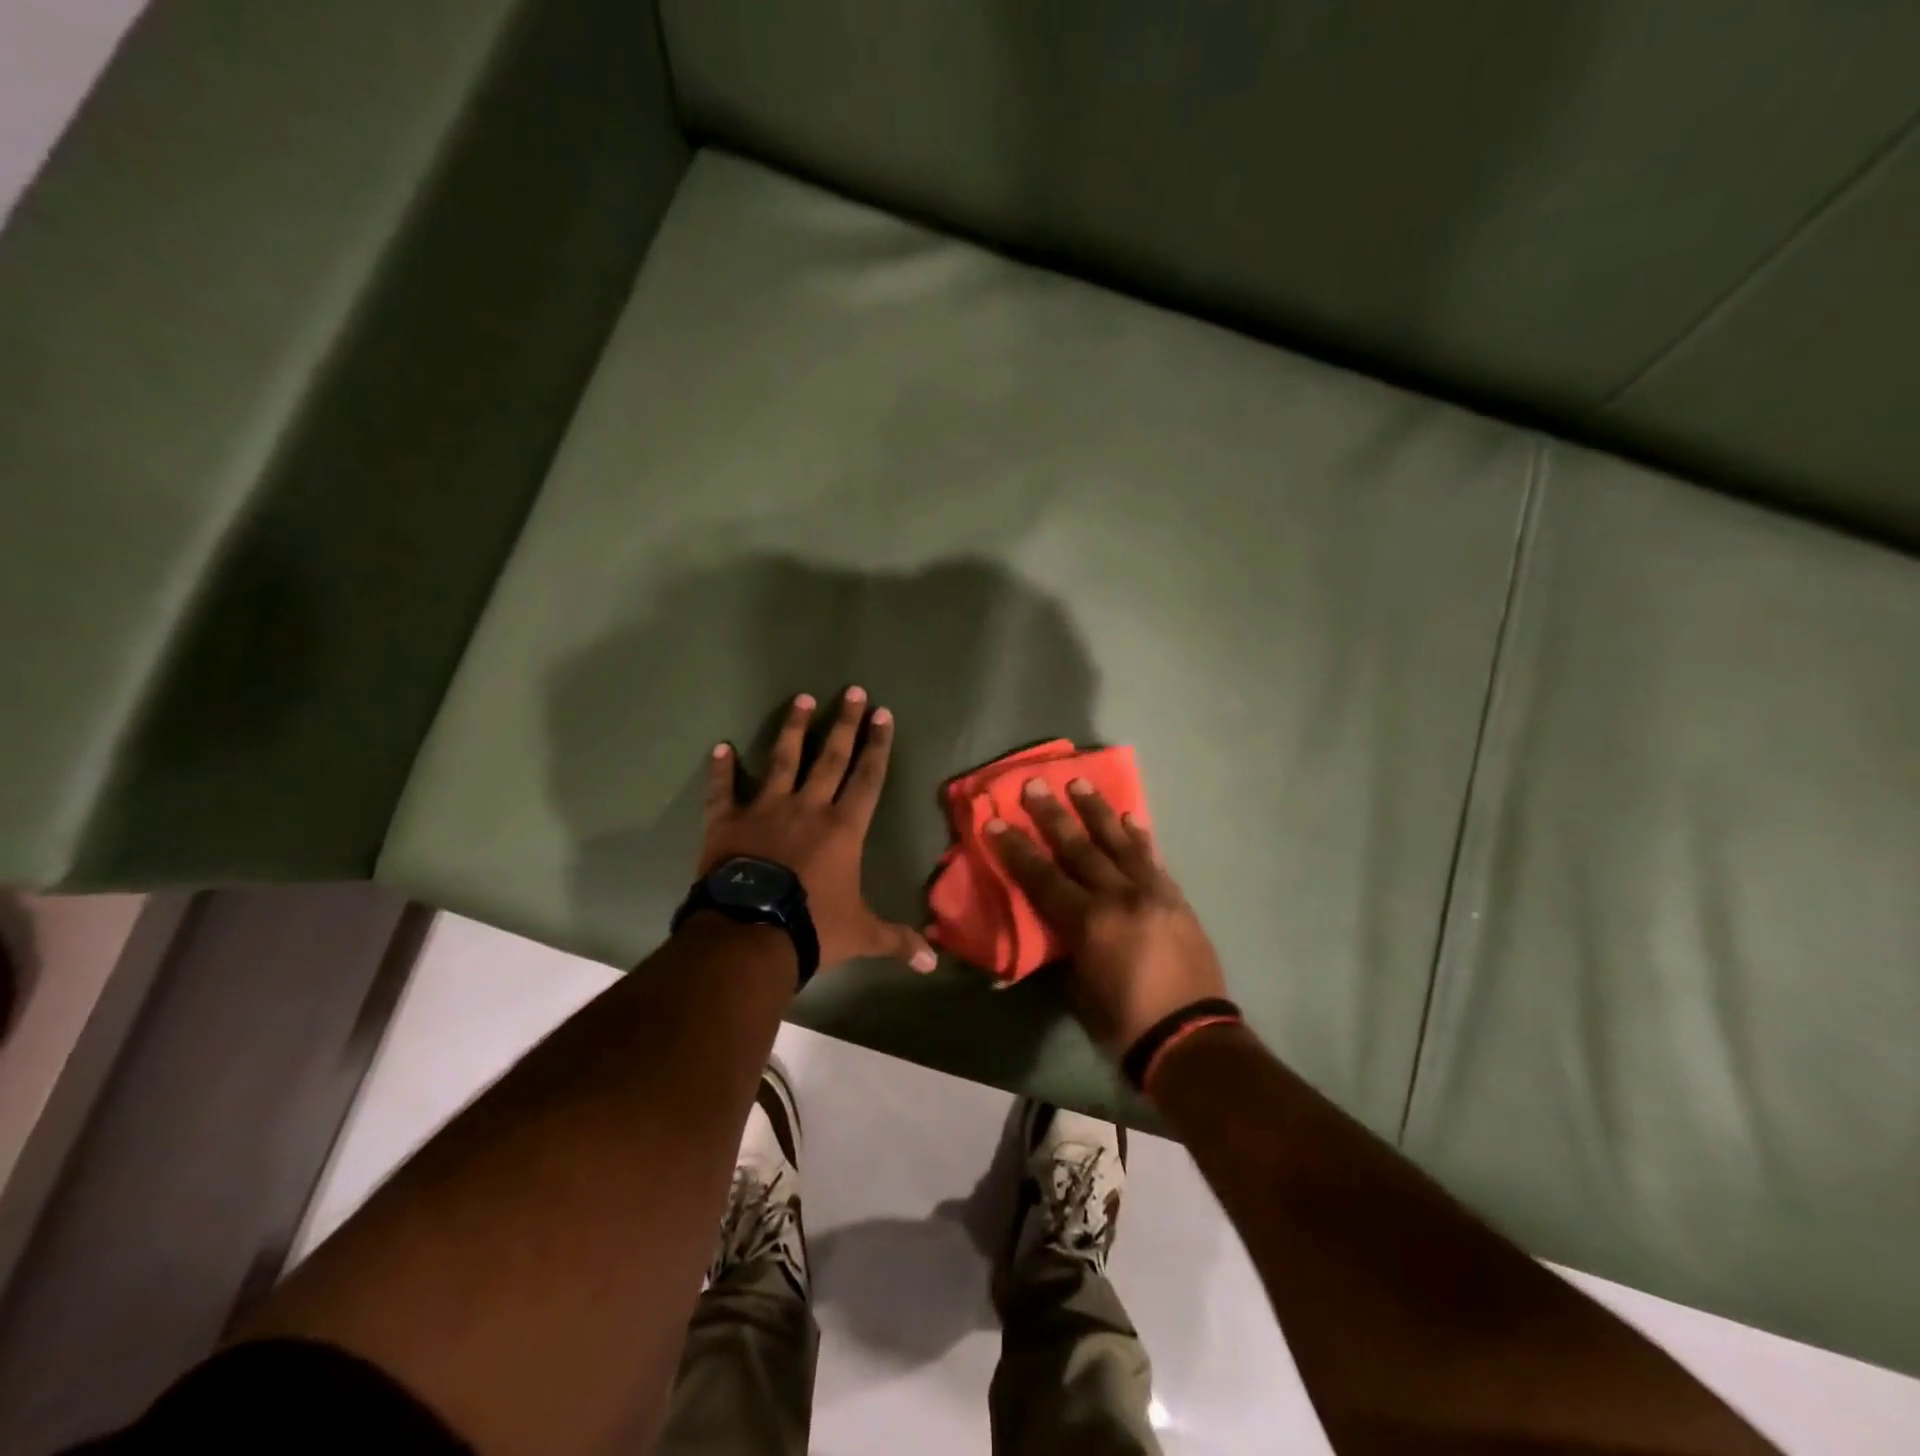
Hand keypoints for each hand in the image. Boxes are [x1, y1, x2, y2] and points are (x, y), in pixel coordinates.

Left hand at [699, 689, 936, 975]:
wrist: (749, 935)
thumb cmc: (812, 928)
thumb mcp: (861, 935)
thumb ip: (897, 941)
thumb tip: (933, 963)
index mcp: (843, 828)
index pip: (868, 778)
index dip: (878, 745)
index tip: (883, 714)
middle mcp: (808, 808)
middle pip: (831, 757)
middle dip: (844, 723)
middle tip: (852, 691)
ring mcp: (765, 810)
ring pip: (783, 760)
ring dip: (793, 729)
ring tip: (802, 698)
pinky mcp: (727, 822)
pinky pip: (723, 790)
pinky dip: (721, 770)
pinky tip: (721, 747)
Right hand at [987, 778, 1227, 1054]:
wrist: (1191, 1037)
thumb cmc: (1123, 1022)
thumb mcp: (1077, 988)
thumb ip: (1064, 946)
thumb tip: (1050, 925)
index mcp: (1088, 922)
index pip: (1043, 877)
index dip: (1016, 849)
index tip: (996, 821)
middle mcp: (1119, 897)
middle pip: (1079, 847)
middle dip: (1052, 815)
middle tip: (1035, 785)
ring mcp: (1152, 892)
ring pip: (1119, 842)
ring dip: (1096, 811)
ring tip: (1079, 783)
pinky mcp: (1175, 897)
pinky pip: (1152, 858)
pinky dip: (1138, 836)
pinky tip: (1129, 817)